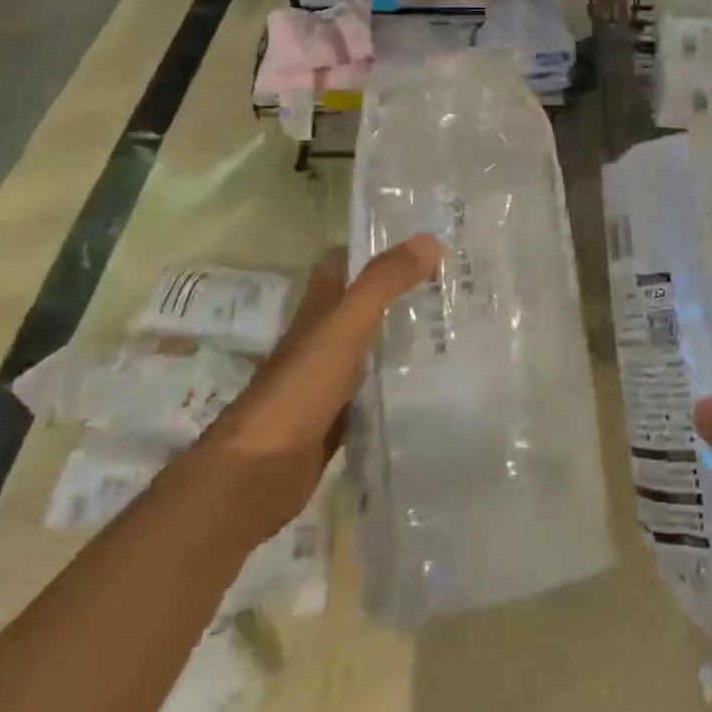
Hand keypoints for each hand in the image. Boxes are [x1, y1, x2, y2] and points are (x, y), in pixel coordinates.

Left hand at [207, 236, 440, 535]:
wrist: (258, 472)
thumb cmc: (301, 387)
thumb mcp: (346, 324)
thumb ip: (384, 282)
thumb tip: (430, 240)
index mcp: (319, 308)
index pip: (344, 262)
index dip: (375, 246)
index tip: (421, 240)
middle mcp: (321, 338)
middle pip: (362, 304)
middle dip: (399, 291)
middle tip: (450, 283)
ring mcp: (327, 379)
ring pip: (370, 346)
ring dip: (401, 336)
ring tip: (453, 327)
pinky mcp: (337, 419)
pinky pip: (373, 390)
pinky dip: (396, 383)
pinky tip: (430, 383)